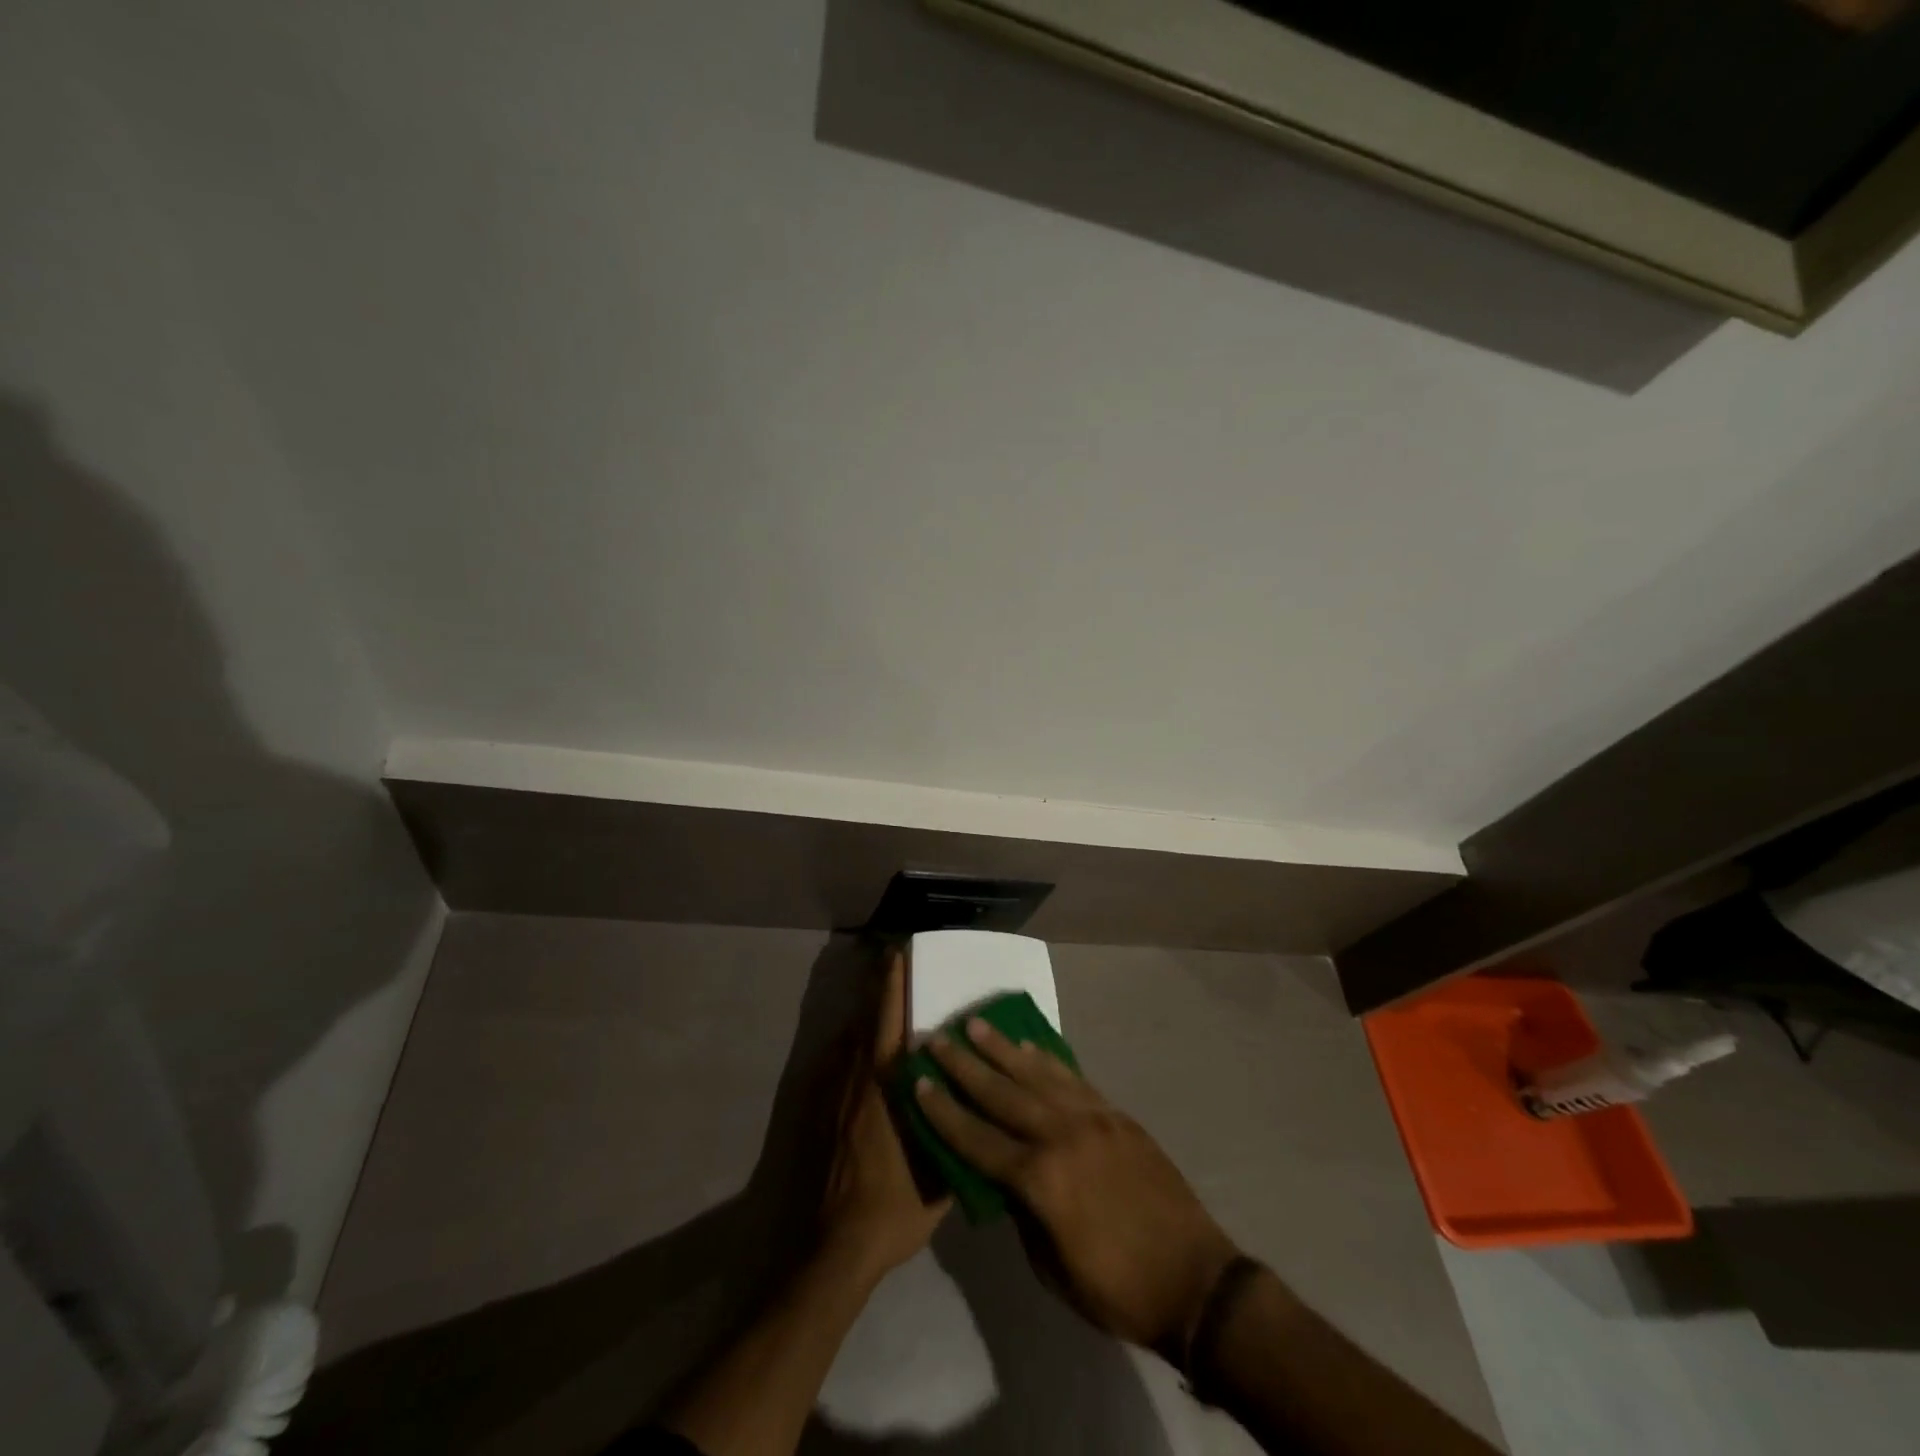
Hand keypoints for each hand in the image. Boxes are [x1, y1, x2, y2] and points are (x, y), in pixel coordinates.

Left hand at [816, 952, 950, 1284]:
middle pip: (866, 1017)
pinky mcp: (819, 1113)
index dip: (894, 983)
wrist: (836, 1247)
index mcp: (887, 1085)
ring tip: (881, 998)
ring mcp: (834, 1094)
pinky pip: (836, 1064)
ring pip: (849, 1039)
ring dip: (865, 1014)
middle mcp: (857, 1078)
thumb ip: (952, 1132)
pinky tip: (858, 1049)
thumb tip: (970, 1106)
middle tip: (891, 960)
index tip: (900, 953)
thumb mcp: (939, 1172)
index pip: (889, 1018)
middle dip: (879, 986)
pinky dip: (849, 1046)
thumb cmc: (894, 1207)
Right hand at [916, 1018, 1238, 1358]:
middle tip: (937, 1039)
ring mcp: (1092, 1119)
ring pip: (1037, 1074)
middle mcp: (1061, 1136)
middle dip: (964, 1066)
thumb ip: (1022, 1213)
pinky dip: (1047, 1060)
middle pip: (1002, 1093)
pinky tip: (1030, 1047)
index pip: (977, 1139)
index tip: (919, 1082)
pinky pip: (1073, 1078)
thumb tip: (1004, 1178)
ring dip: (1002, 1049)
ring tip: (976, 1024)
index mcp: (1040, 1181)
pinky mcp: (1116, 1115)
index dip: (944, 1112)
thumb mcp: (1052, 1268)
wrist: (1195, 1280)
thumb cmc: (1117, 1288)